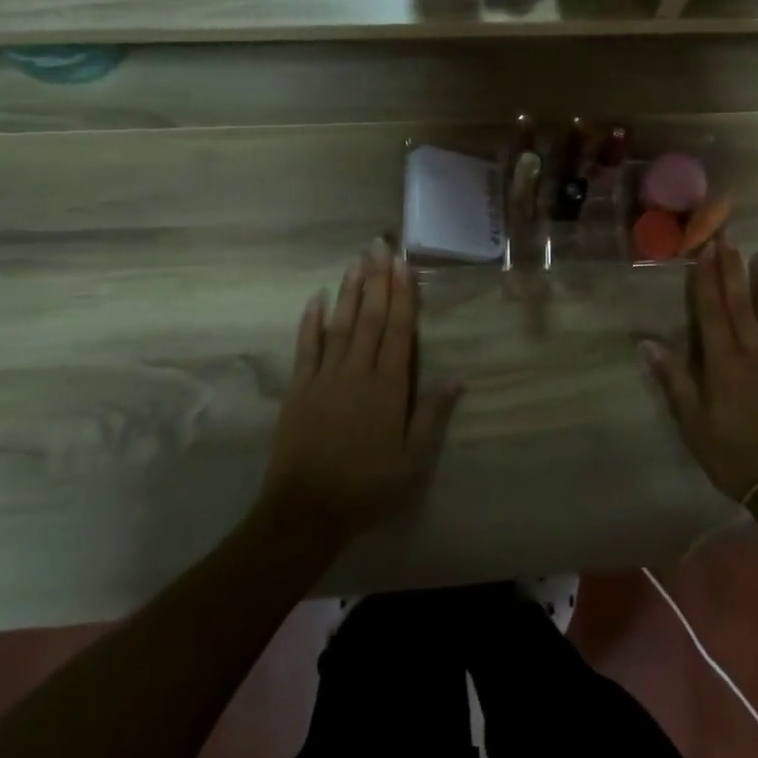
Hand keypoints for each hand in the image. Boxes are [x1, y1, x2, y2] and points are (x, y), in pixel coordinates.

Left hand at [258, 240, 461, 542]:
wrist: (306, 512)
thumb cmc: (368, 487)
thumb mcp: (412, 460)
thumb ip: (432, 415)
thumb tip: (458, 375)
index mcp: (388, 387)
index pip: (398, 331)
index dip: (402, 295)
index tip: (403, 264)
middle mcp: (357, 372)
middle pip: (369, 318)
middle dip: (377, 280)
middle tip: (379, 246)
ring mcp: (325, 378)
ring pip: (340, 325)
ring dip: (349, 292)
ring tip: (356, 262)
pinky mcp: (299, 390)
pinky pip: (306, 348)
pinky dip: (310, 322)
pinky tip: (315, 298)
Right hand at [641, 235, 757, 502]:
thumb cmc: (733, 456)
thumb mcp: (693, 424)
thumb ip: (674, 381)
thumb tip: (648, 343)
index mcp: (723, 363)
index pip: (711, 312)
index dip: (706, 279)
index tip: (704, 250)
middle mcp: (753, 353)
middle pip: (740, 304)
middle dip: (732, 269)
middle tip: (729, 237)